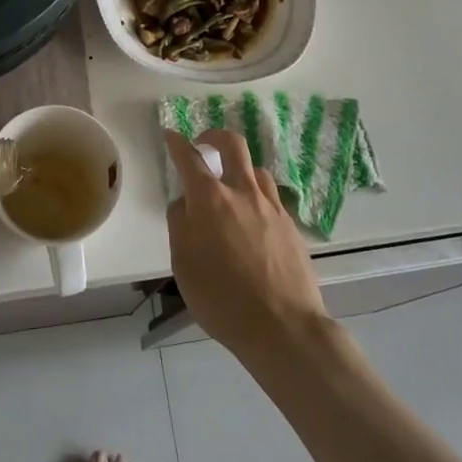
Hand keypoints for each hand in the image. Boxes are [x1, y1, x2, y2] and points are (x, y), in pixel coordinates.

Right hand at [165, 129, 327, 365]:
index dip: (177, 143)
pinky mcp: (291, 224)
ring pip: (256, 169)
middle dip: (215, 136)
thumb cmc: (222, 299)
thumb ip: (180, 225)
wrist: (283, 326)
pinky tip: (253, 218)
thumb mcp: (183, 265)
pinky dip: (256, 195)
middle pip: (232, 144)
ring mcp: (271, 206)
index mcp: (210, 200)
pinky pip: (271, 195)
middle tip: (204, 145)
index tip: (171, 135)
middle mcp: (242, 192)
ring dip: (240, 169)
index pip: (190, 158)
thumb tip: (185, 203)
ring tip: (231, 188)